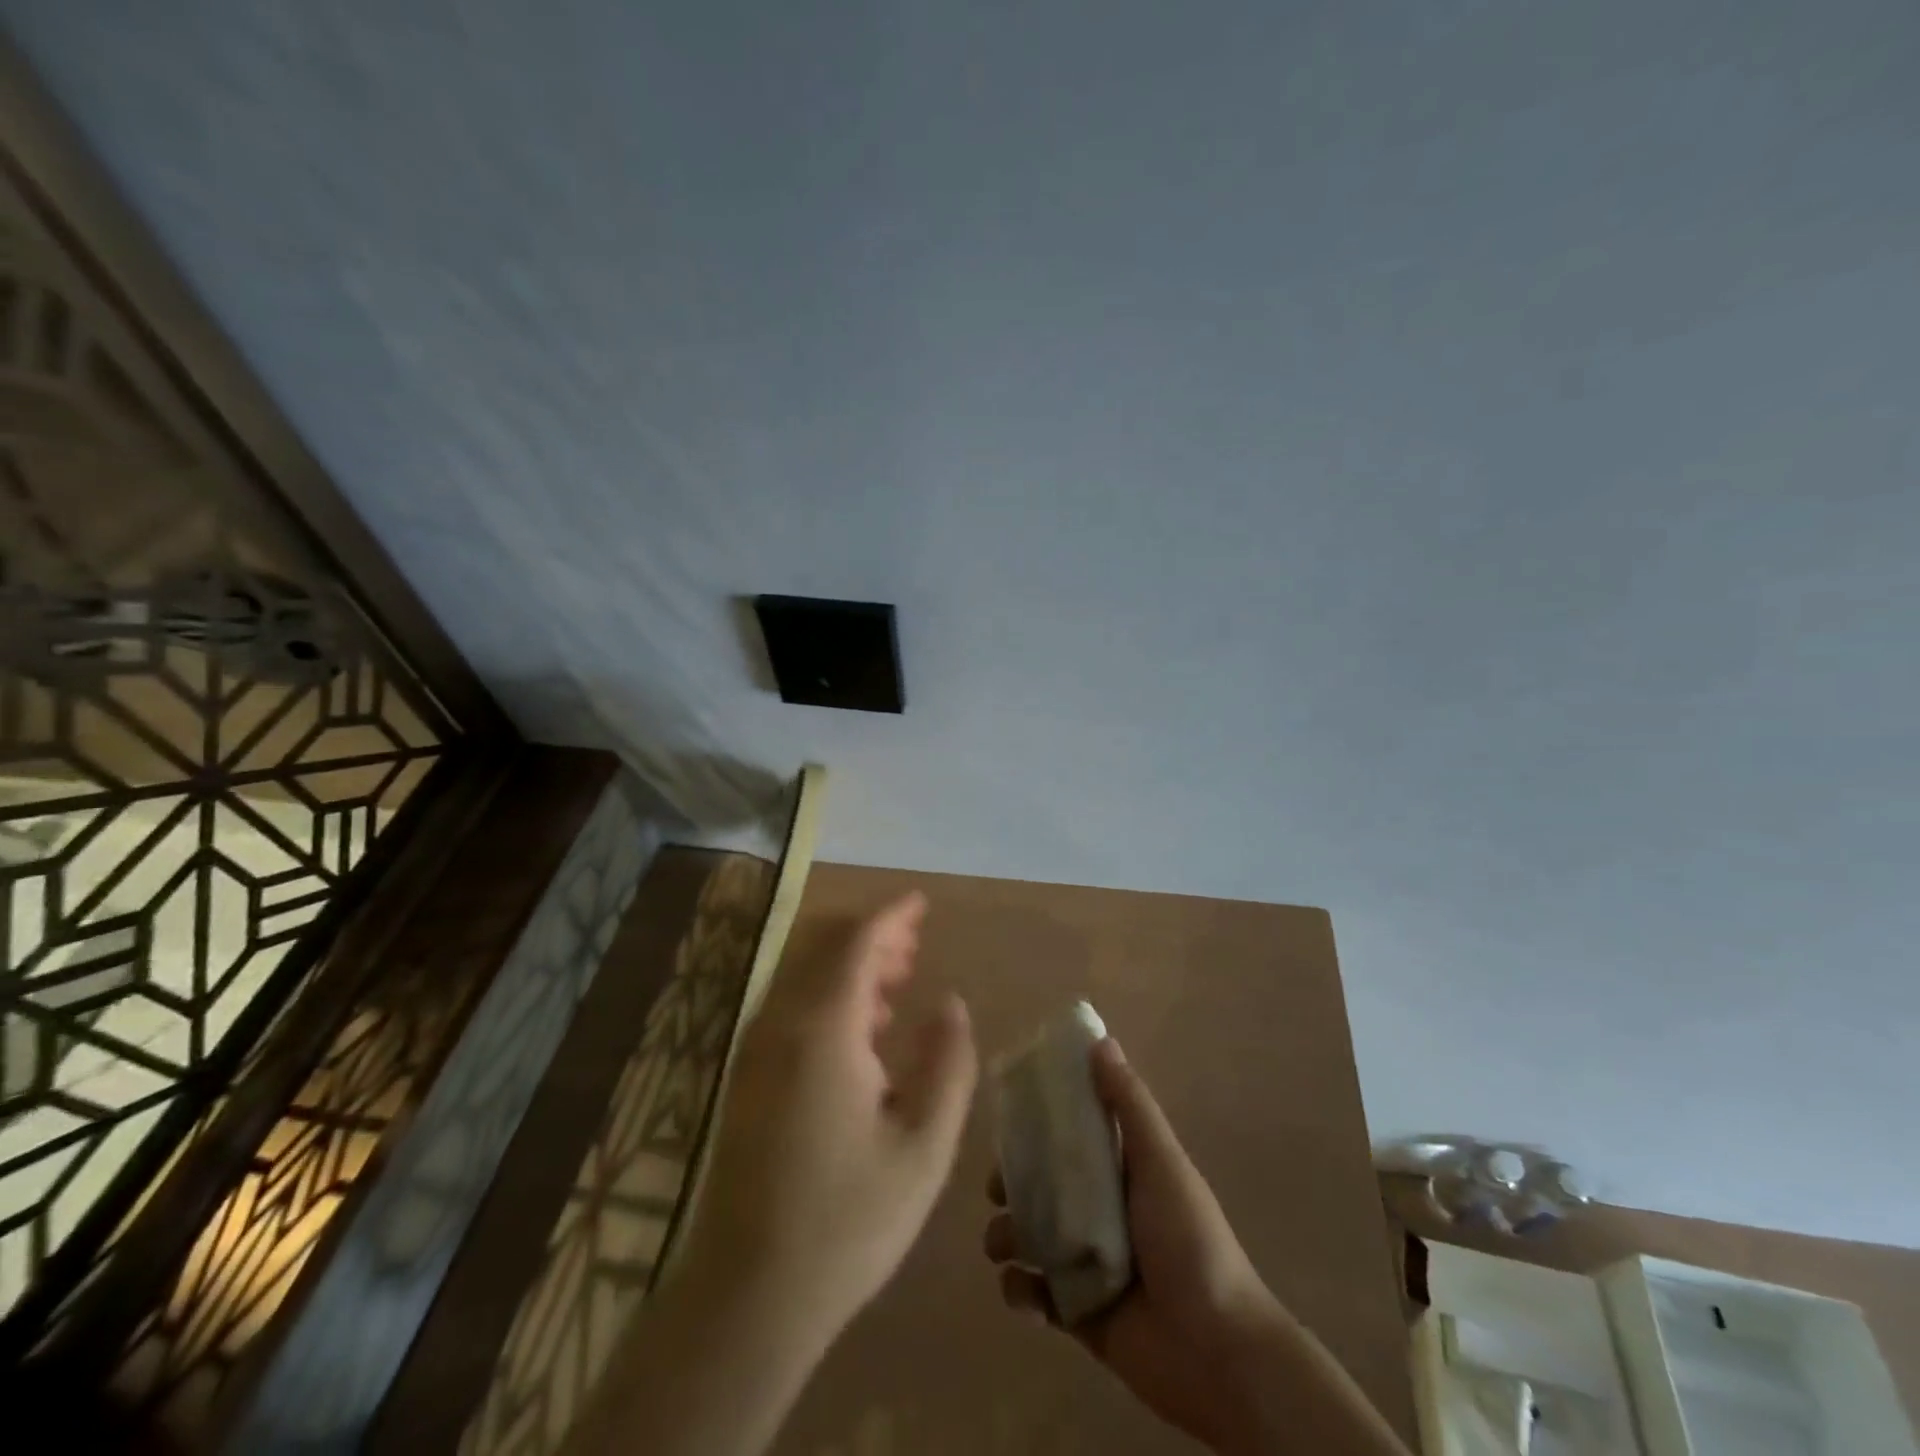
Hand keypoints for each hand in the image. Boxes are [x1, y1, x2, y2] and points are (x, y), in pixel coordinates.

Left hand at [682, 891, 977, 1349]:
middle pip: (824, 944)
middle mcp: (781, 1023)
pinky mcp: (747, 1074)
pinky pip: (790, 1004)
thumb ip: (948, 1064)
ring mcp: (755, 1048)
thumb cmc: (847, 1222)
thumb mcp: (924, 1147)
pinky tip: (862, 1027)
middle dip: (872, 933)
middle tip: (916, 943)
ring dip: (850, 961)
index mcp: (824, 1029)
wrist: (746, 1298)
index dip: (893, 914)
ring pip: (804, 972)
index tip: (923, 902)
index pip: (857, 940)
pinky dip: (828, 991)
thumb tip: (951, 1003)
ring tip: (898, 980)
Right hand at [984, 1036, 1283, 1451]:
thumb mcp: (1161, 1162)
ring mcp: (1084, 1263)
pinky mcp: (1076, 1313)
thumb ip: (1129, 1104)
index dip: (1034, 1126)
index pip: (1066, 1136)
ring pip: (1027, 1237)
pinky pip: (1032, 1295)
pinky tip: (1025, 1292)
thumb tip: (1100, 1040)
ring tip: (1005, 1246)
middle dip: (1010, 1185)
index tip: (1005, 1119)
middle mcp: (1097, 1211)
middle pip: (1038, 1186)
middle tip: (998, 1190)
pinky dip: (1019, 1291)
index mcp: (1117, 1171)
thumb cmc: (1189, 1241)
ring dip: (1006, 1237)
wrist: (1217, 1353)